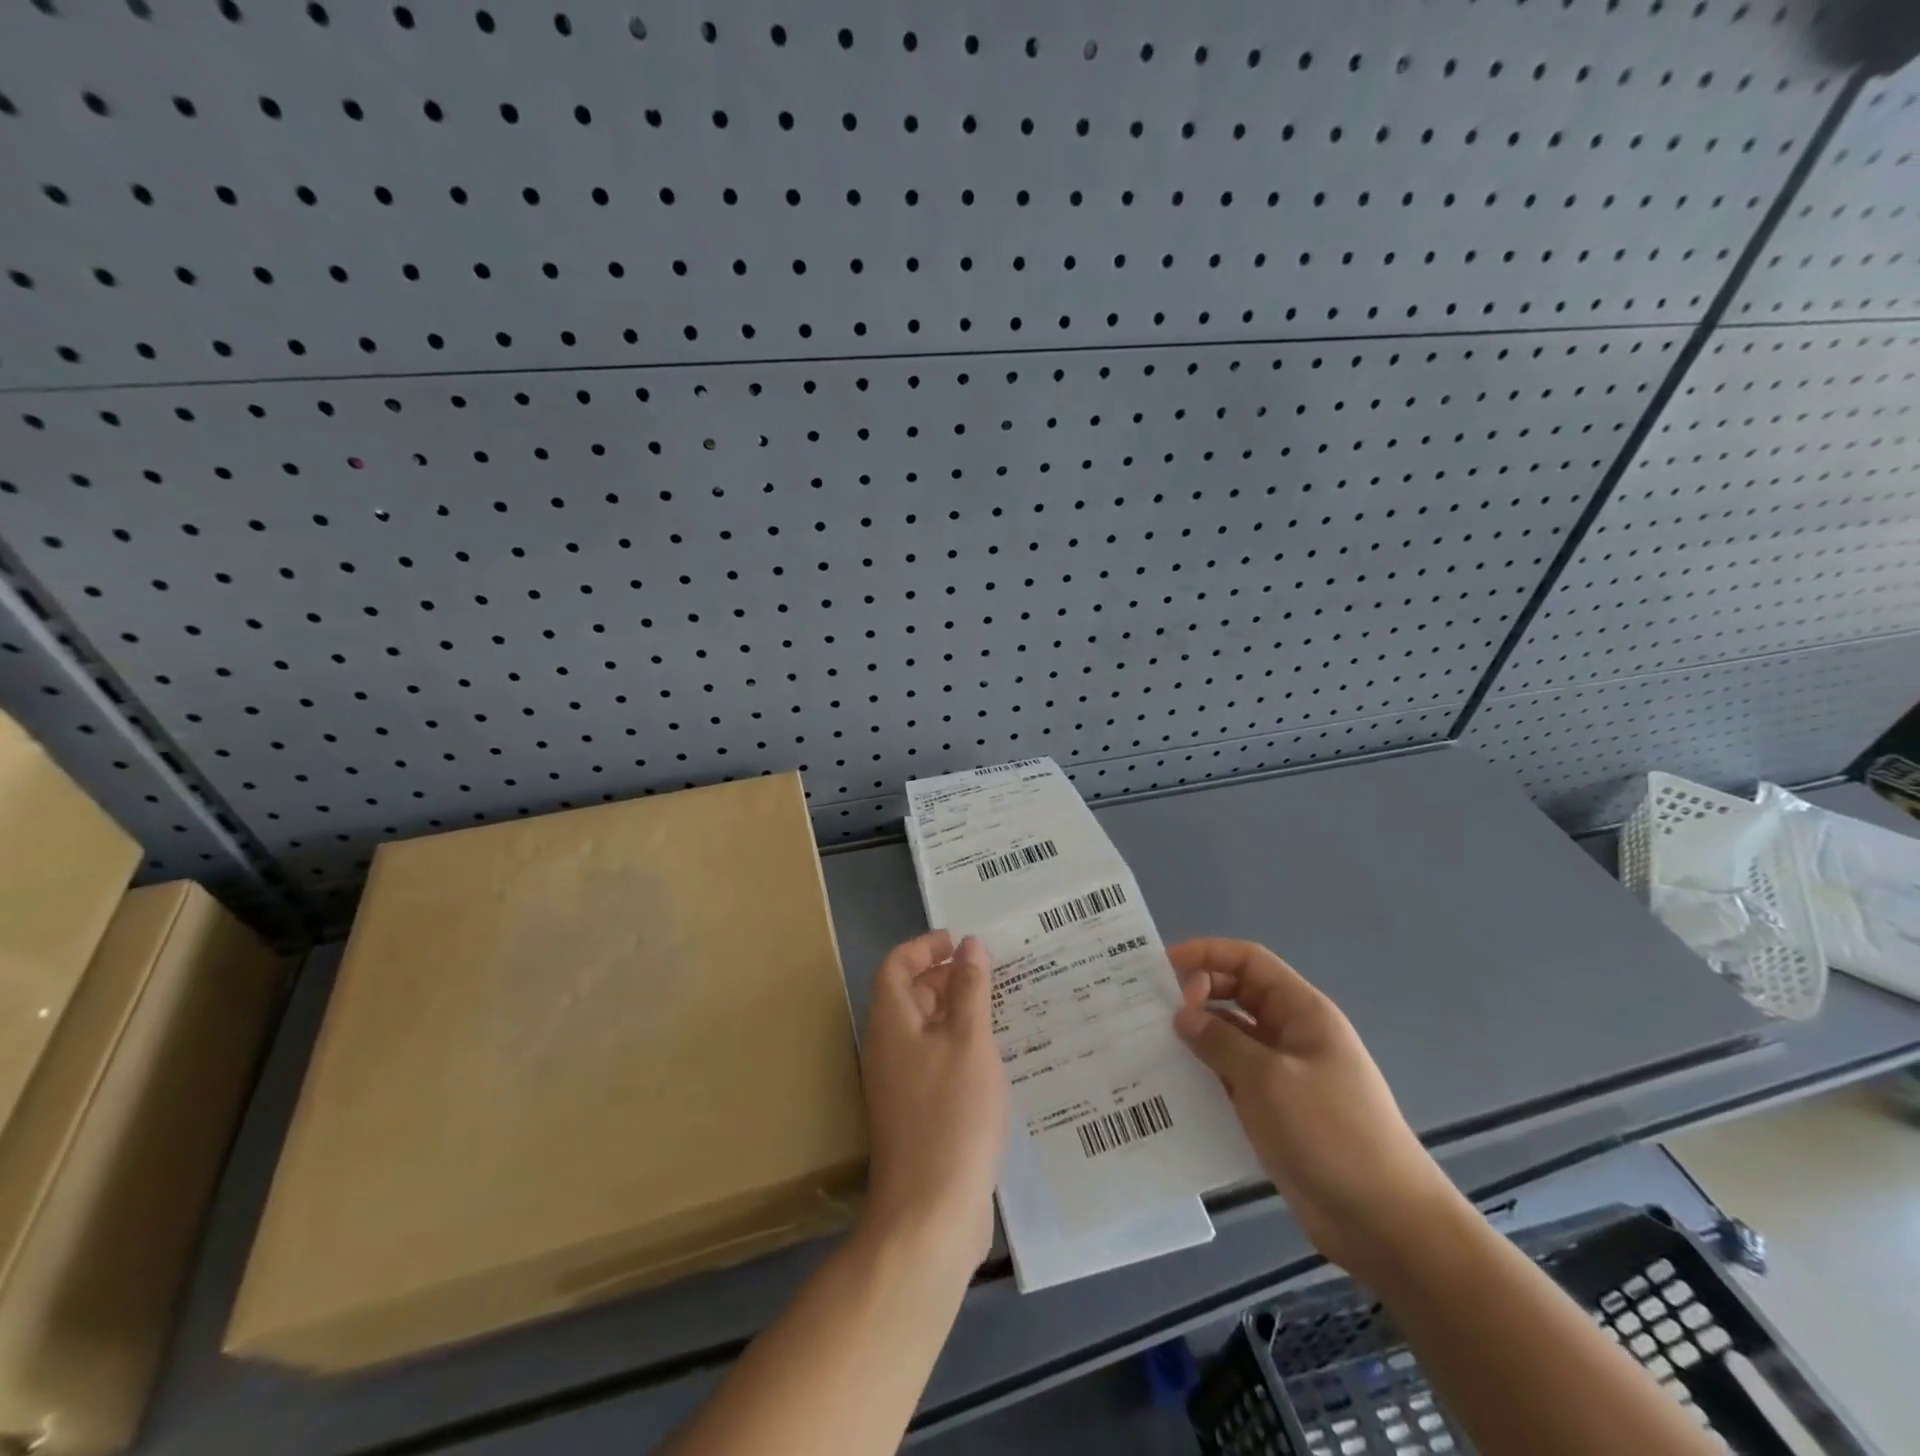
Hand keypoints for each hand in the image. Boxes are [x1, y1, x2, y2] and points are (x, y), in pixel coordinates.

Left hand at [859, 931, 1007, 1267]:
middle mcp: (887, 1048)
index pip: (896, 966)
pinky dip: (958, 1046)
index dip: (924, 946)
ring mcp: (899, 1084)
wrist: (929, 1214)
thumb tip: (968, 945)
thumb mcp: (969, 1042)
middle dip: (943, 976)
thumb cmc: (951, 1116)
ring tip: (999, 1008)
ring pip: (924, 1030)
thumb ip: (970, 989)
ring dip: (954, 1012)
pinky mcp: (915, 1113)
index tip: (960, 941)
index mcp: (891, 1023)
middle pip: (908, 995)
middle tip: (988, 972)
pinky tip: (993, 1058)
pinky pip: (933, 1061)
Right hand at [1170, 938, 1460, 1281]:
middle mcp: (1291, 1035)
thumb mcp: (1269, 1080)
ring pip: (1231, 1039)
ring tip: (1150, 1047)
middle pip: (1237, 995)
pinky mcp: (1276, 1112)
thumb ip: (1221, 1041)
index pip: (1249, 961)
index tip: (1162, 965)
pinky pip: (1232, 1079)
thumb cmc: (1331, 1133)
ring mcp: (1284, 1075)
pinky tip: (1173, 1089)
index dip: (1207, 954)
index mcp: (1302, 1012)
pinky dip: (1205, 1077)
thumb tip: (1182, 1015)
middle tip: (1151, 1011)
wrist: (1386, 1224)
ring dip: (1196, 1039)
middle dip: (1196, 995)